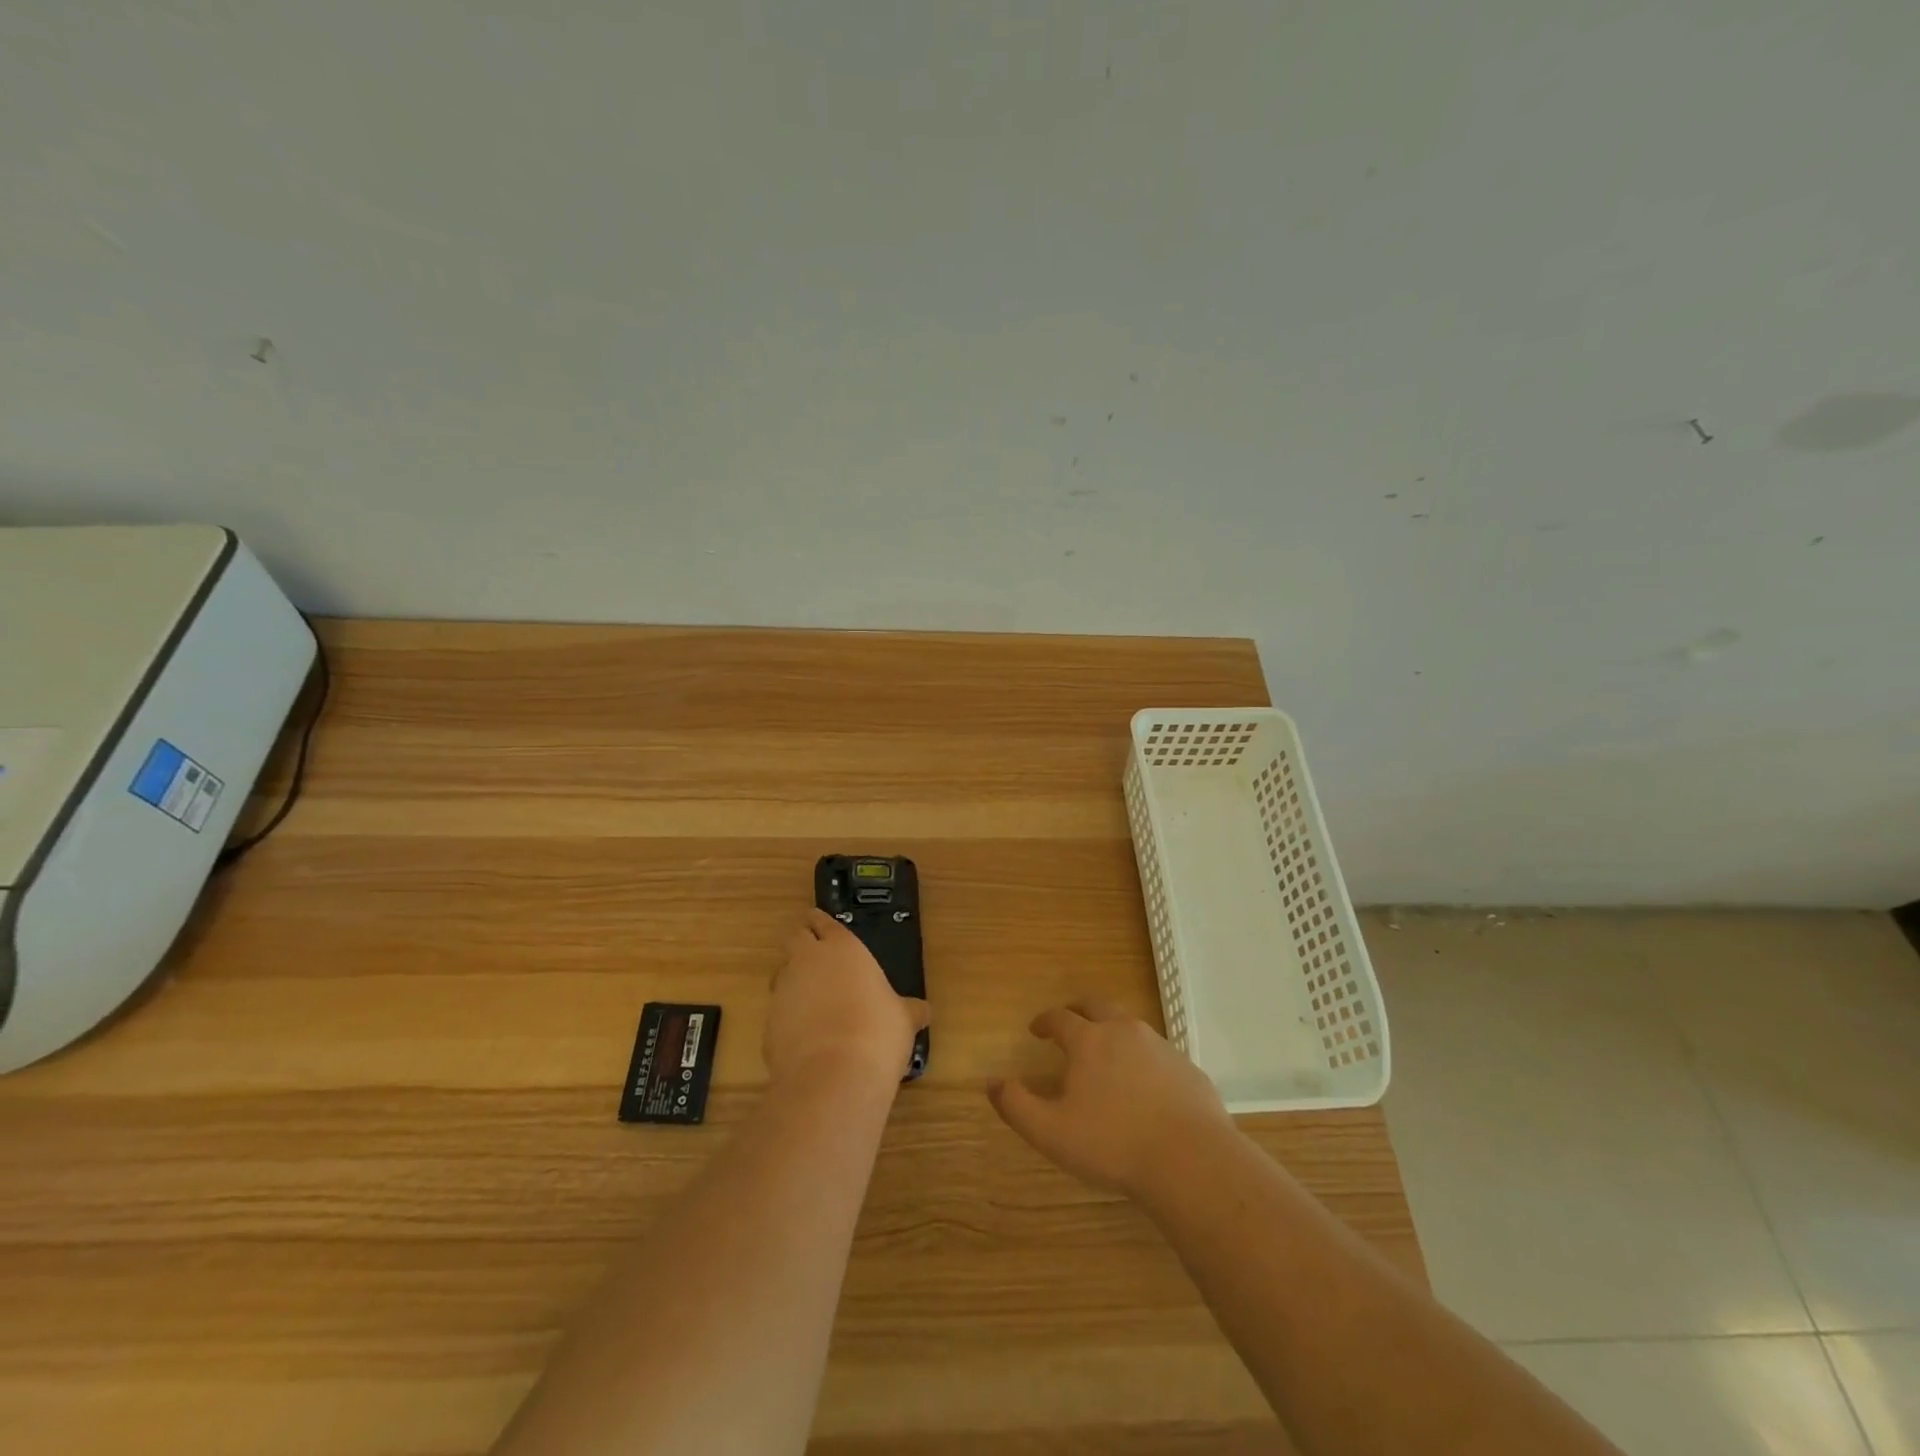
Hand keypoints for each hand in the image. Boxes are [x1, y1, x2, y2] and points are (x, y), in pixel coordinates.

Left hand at [766, 909, 928, 1096]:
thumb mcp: (903, 1019)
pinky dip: (789, 1017)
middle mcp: (807, 961)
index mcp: (842, 948)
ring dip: (794, 980)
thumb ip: (908, 1009)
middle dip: (804, 946)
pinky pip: (778, 1011)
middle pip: (796, 939)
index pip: (823, 922)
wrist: (832, 1078)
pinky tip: (807, 1036)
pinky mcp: (768, 1024)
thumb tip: (922, 1011)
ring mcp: (784, 991)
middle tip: (818, 959)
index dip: (823, 924)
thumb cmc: (877, 1033)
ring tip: (814, 1000)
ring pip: (782, 973)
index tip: (823, 926)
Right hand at [988, 999, 1232, 1198]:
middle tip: (1068, 1023)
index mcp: (1089, 1040)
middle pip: (1096, 1006)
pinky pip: (1156, 1050)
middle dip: (1077, 1010)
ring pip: (1129, 1024)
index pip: (1060, 1018)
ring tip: (1104, 1052)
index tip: (1036, 1029)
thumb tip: (992, 1083)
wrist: (1191, 1160)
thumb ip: (1017, 1105)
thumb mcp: (1052, 1132)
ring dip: (1111, 1030)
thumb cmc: (1113, 1145)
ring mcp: (1160, 1045)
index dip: (1045, 1021)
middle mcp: (1123, 1031)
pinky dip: (1141, 1055)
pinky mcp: (1186, 1066)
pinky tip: (1142, 1083)